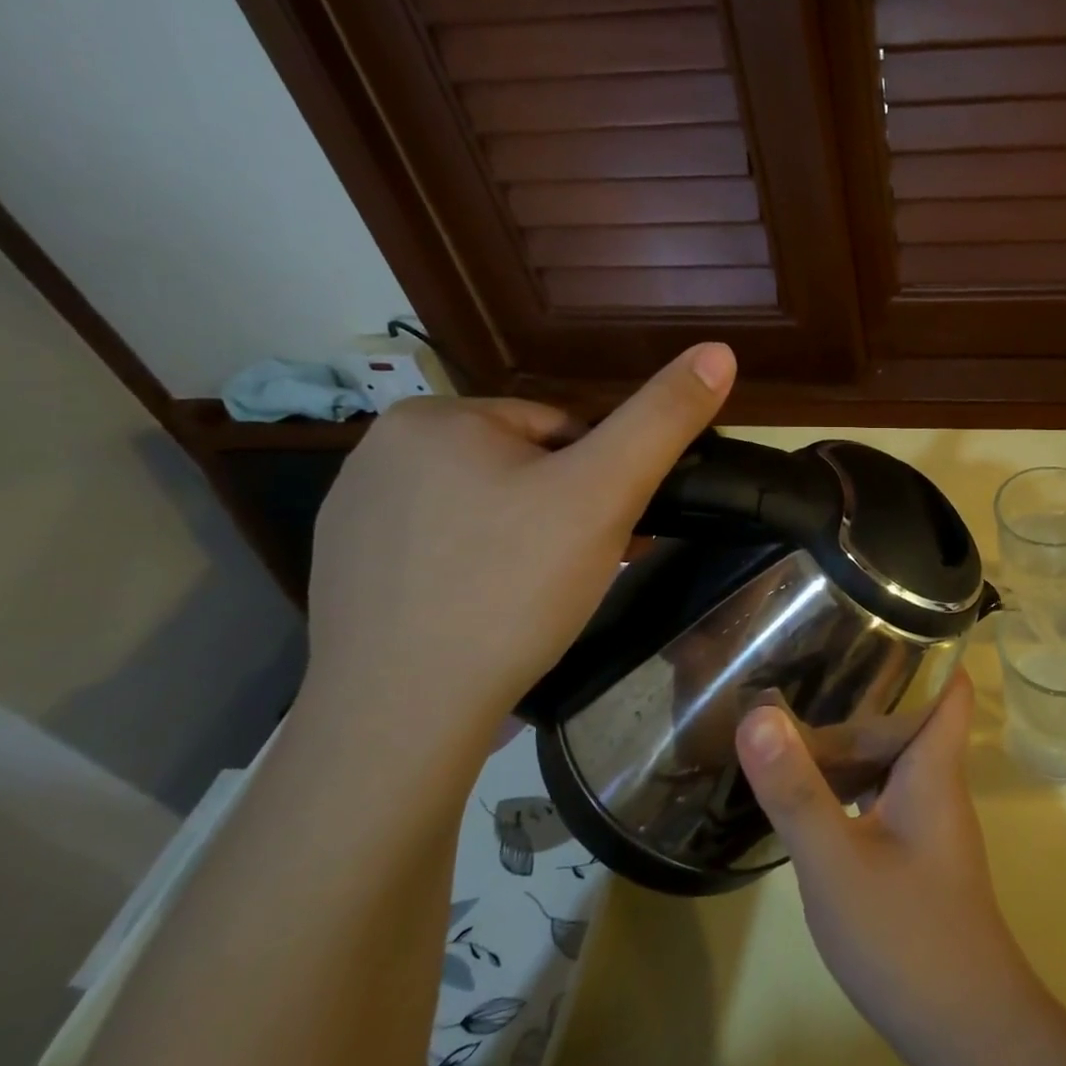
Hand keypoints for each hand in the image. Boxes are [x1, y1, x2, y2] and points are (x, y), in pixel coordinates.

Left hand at [297, 342, 734, 773]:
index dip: (602, 480)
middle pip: (521, 467)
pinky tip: (491, 612)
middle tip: (585, 570)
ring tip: (542, 598)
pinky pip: (442, 548)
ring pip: (483, 509)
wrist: (402, 715)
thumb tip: (719, 350)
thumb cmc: (512, 587)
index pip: (560, 429)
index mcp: (438, 416)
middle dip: (564, 512)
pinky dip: (478, 570)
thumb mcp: (604, 493)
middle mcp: (383, 449)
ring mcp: (357, 511)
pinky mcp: (347, 569)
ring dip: (526, 541)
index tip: (615, 532)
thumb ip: (663, 419)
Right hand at [734, 673, 1036, 1054]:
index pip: (950, 683)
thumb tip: (758, 714)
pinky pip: (885, 793)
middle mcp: (937, 783)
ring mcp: (929, 821)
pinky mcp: (916, 853)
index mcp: (933, 766)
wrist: (965, 1029)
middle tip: (813, 653)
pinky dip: (854, 777)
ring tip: (800, 706)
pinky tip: (812, 785)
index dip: (928, 643)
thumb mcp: (836, 861)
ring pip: (895, 756)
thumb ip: (796, 790)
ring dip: (857, 732)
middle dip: (871, 683)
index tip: (878, 613)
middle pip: (914, 713)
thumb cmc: (908, 934)